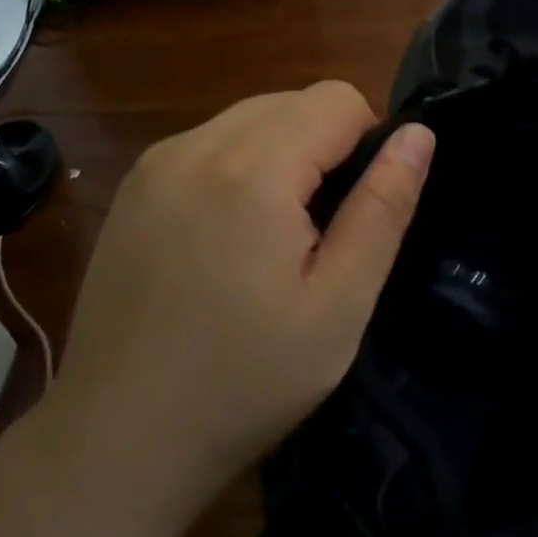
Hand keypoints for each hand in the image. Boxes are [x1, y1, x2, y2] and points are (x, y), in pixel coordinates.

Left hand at [49, 83, 434, 509]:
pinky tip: (225, 237)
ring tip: (272, 236)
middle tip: (317, 232)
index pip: (338, 98)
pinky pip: (208, 142)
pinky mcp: (132, 186)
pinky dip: (237, 166)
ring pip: (250, 116)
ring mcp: (155, 162)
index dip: (367, 143)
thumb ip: (383, 209)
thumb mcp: (338, 306)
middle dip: (323, 146)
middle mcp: (196, 144)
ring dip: (280, 153)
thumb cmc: (245, 381)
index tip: (354, 212)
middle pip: (292, 101)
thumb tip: (418, 135)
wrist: (119, 439)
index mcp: (252, 168)